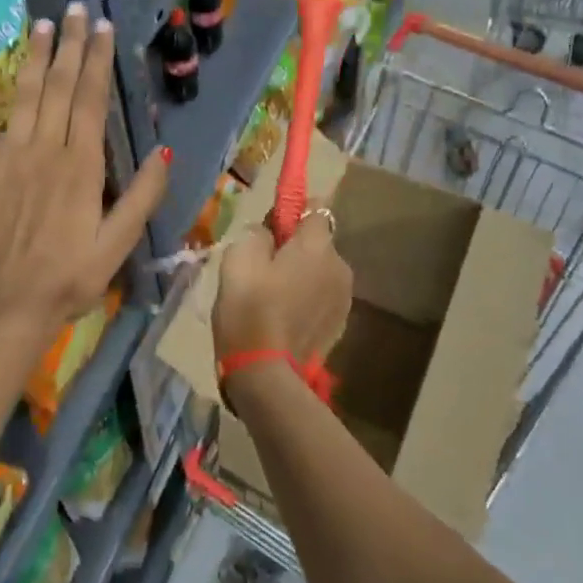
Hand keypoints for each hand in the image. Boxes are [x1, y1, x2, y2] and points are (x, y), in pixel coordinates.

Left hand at [0, 5, 168, 341]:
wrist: (6, 304)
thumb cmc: (69, 278)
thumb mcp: (118, 244)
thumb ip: (143, 196)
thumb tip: (165, 150)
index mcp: (82, 165)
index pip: (91, 100)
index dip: (98, 61)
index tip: (103, 28)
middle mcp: (45, 149)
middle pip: (58, 86)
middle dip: (69, 45)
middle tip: (76, 9)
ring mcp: (7, 155)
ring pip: (22, 94)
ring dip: (32, 56)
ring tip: (41, 24)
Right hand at [212, 217, 352, 366]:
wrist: (266, 374)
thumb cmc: (249, 309)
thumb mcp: (238, 258)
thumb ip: (257, 234)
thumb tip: (268, 233)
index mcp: (317, 245)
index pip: (315, 207)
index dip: (291, 213)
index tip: (269, 229)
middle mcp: (340, 266)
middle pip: (317, 243)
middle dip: (295, 248)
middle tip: (262, 268)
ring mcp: (343, 298)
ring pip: (319, 272)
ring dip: (301, 276)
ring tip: (271, 298)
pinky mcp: (339, 326)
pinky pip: (320, 299)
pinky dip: (305, 301)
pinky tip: (282, 319)